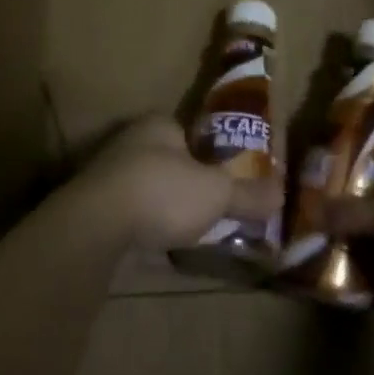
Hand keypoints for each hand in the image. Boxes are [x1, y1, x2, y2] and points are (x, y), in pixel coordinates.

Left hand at [74, 116, 282, 252]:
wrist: (95, 228)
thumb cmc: (162, 193)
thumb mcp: (217, 193)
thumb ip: (249, 194)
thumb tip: (281, 193)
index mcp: (157, 126)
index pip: (187, 131)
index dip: (207, 152)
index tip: (224, 176)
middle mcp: (128, 144)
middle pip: (167, 161)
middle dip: (186, 182)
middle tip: (212, 207)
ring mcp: (105, 178)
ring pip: (146, 189)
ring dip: (164, 208)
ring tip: (189, 231)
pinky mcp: (92, 211)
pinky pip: (128, 217)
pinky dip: (143, 229)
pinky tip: (159, 247)